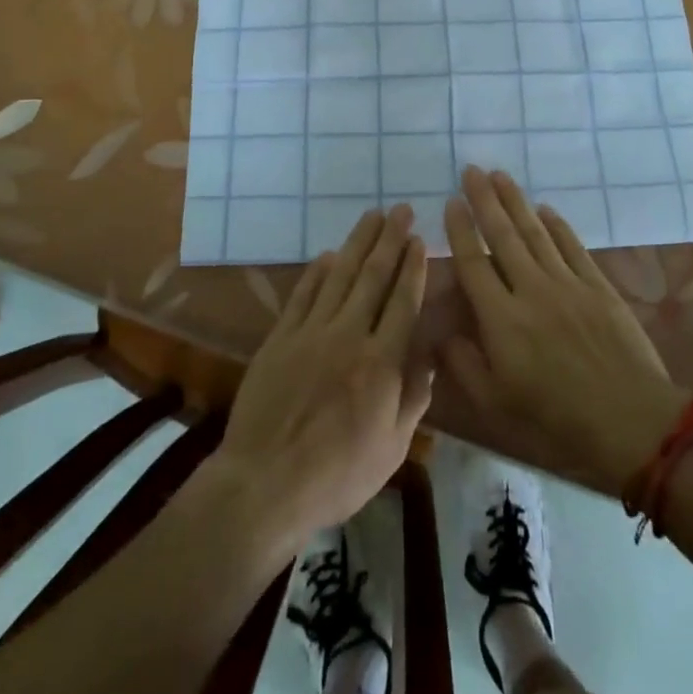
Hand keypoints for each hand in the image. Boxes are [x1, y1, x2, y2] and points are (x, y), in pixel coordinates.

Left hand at [207, 206, 431, 551]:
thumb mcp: (391, 448)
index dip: (412, 267)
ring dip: (358, 242)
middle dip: (389, 239)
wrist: (264, 484)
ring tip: (372, 216)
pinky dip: (317, 270)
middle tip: (400, 209)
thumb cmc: (337, 475)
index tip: (419, 239)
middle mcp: (349, 336)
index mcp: (381, 363)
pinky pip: (303, 294)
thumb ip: (413, 397)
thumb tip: (428, 355)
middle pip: (373, 277)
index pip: (402, 302)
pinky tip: (329, 254)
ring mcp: (311, 332)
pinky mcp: (281, 337)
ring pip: (340, 275)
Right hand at [441, 167, 689, 495]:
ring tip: (500, 175)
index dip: (460, 230)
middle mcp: (531, 290)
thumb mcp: (496, 403)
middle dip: (484, 200)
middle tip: (472, 170)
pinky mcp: (597, 286)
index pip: (473, 263)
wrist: (630, 420)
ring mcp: (567, 284)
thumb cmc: (556, 417)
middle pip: (503, 236)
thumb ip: (463, 365)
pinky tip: (545, 209)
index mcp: (501, 319)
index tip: (450, 202)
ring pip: (536, 232)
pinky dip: (557, 225)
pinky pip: (572, 246)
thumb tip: (441, 333)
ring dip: (516, 202)